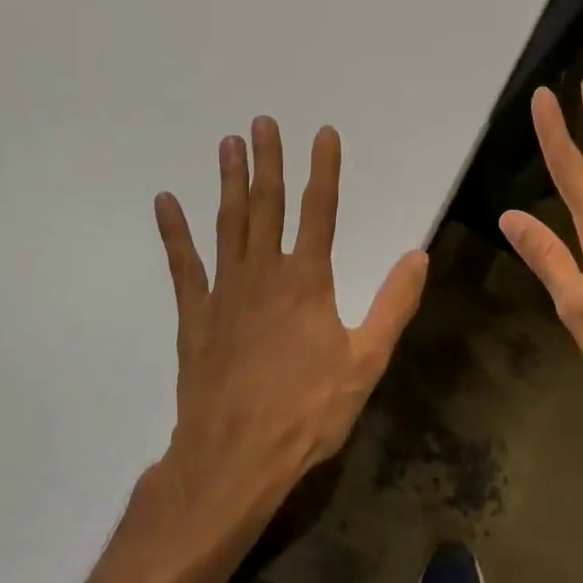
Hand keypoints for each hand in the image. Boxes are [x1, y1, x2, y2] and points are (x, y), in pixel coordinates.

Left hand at [153, 117, 428, 500]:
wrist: (233, 460)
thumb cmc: (307, 412)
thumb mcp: (365, 362)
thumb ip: (393, 305)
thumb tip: (417, 255)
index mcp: (307, 281)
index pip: (320, 211)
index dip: (325, 169)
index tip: (324, 133)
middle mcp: (264, 274)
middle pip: (267, 205)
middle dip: (269, 161)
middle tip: (262, 122)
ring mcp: (224, 292)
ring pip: (228, 223)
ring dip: (229, 181)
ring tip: (227, 144)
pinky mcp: (195, 315)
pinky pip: (183, 265)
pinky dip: (174, 232)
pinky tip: (165, 202)